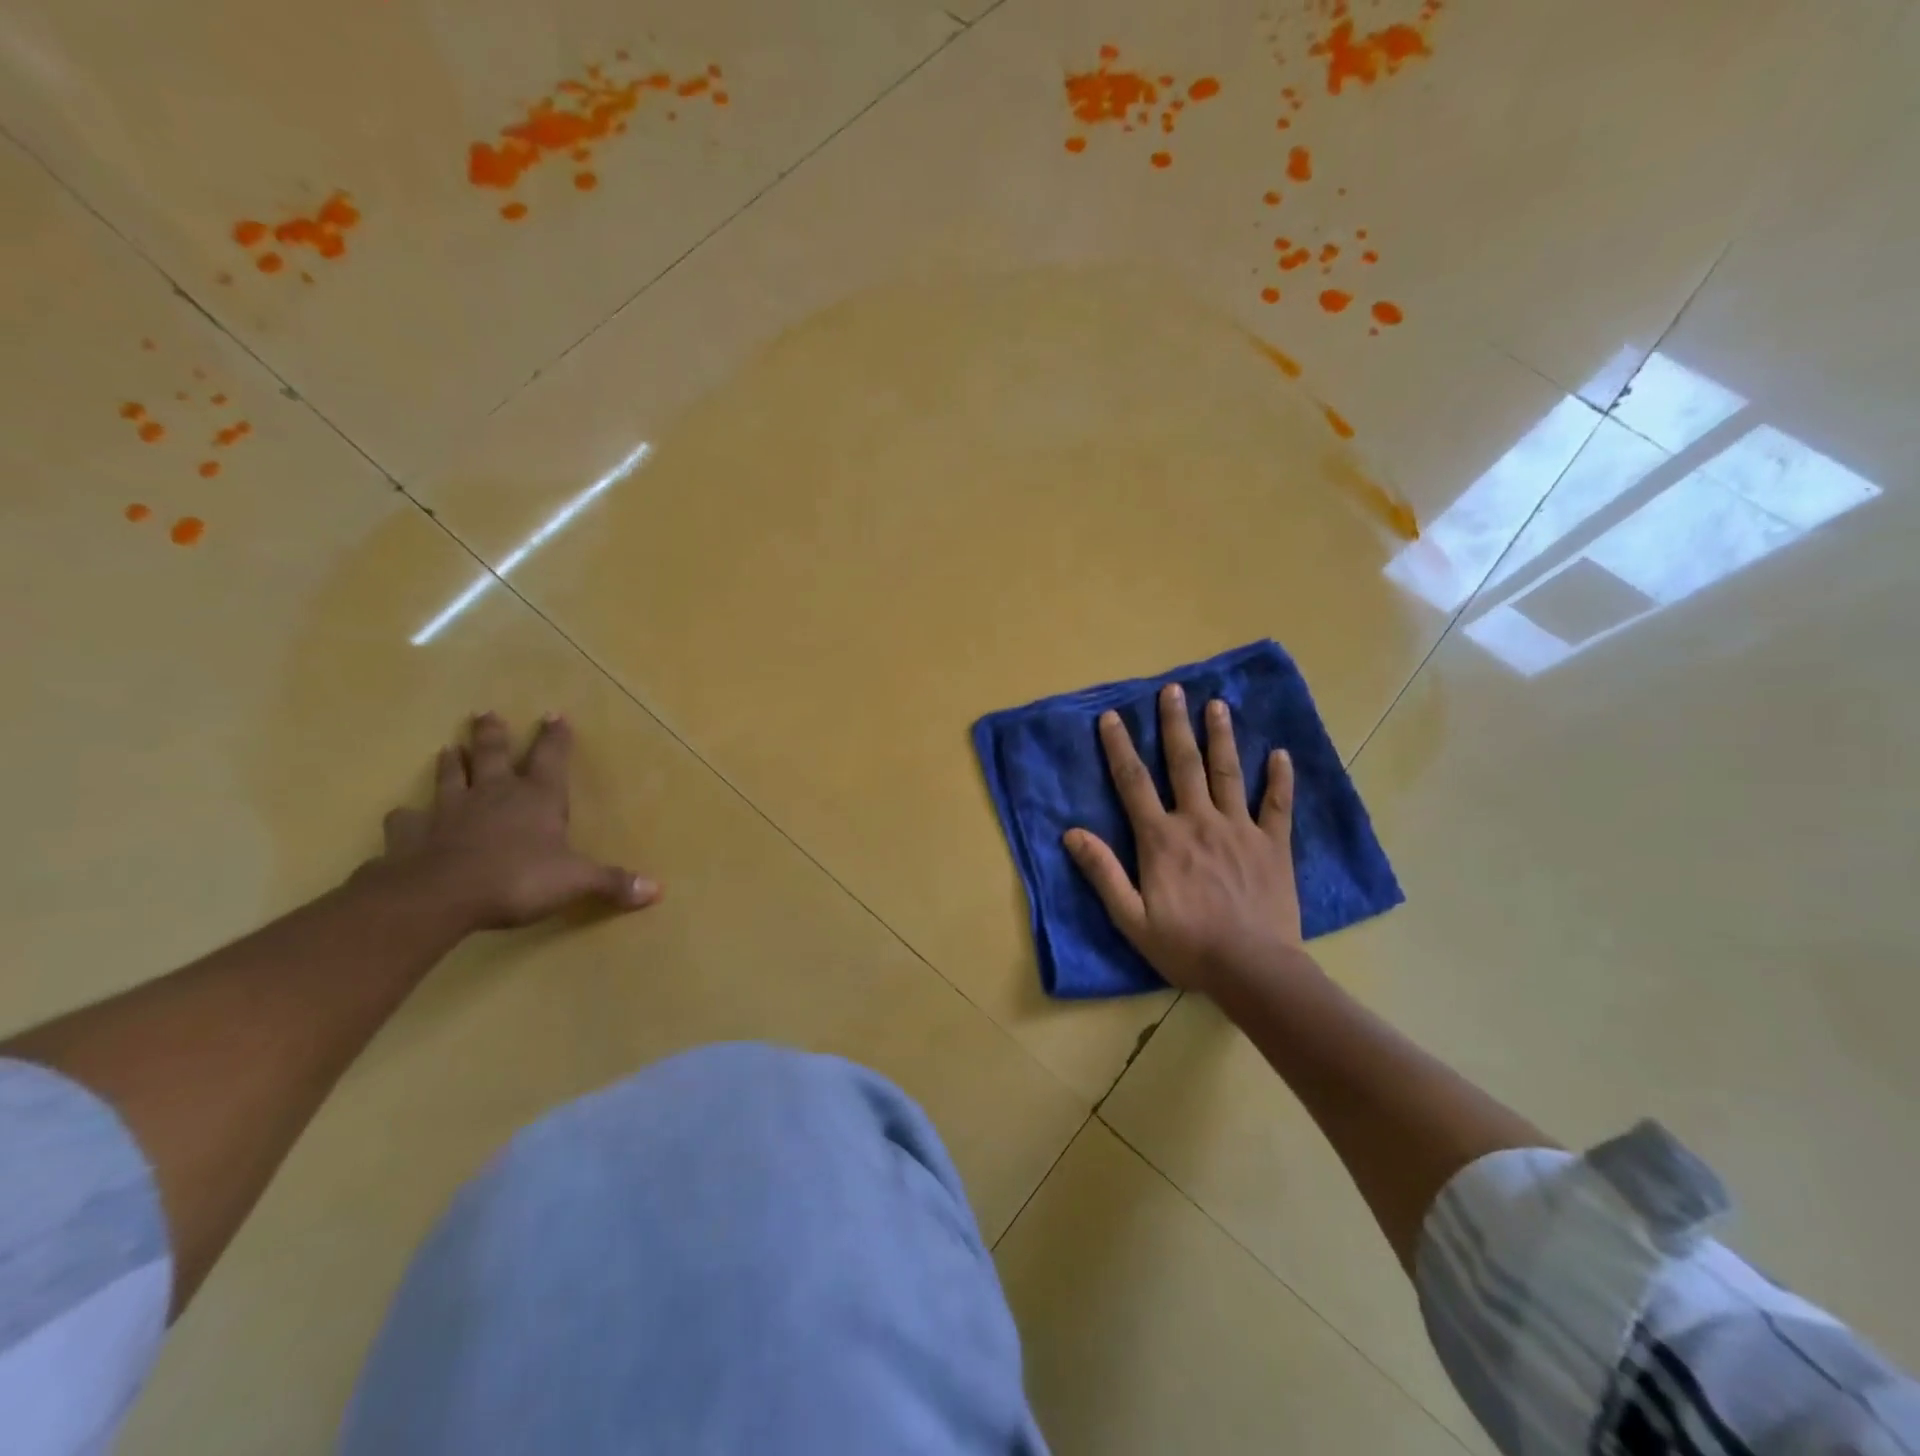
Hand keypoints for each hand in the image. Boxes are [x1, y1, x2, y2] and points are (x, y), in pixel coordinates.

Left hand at [371, 712, 660, 930]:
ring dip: (452, 762)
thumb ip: (613, 882)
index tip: (555, 714)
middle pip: (493, 755)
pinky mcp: (412, 834)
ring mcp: (449, 810)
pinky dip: (407, 815)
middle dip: (493, 734)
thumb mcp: (576, 882)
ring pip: (450, 777)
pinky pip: (407, 819)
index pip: (551, 758)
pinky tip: (403, 814)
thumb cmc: (517, 879)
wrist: (439, 895)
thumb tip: (657, 890)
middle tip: (485, 713)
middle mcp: (494, 794)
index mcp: (538, 798)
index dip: (555, 737)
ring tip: (448, 748)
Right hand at [1064, 686, 1302, 996]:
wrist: (1253, 970)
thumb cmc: (1186, 946)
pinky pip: (1277, 804)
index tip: (1112, 715)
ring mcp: (1240, 829)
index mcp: (1161, 838)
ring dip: (1221, 736)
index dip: (1119, 746)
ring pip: (1228, 773)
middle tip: (1173, 689)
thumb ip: (1102, 872)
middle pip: (1184, 763)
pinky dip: (1279, 778)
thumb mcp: (1131, 917)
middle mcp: (1199, 821)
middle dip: (1175, 724)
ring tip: (1217, 704)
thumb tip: (1071, 833)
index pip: (1134, 782)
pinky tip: (1279, 753)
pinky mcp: (1273, 845)